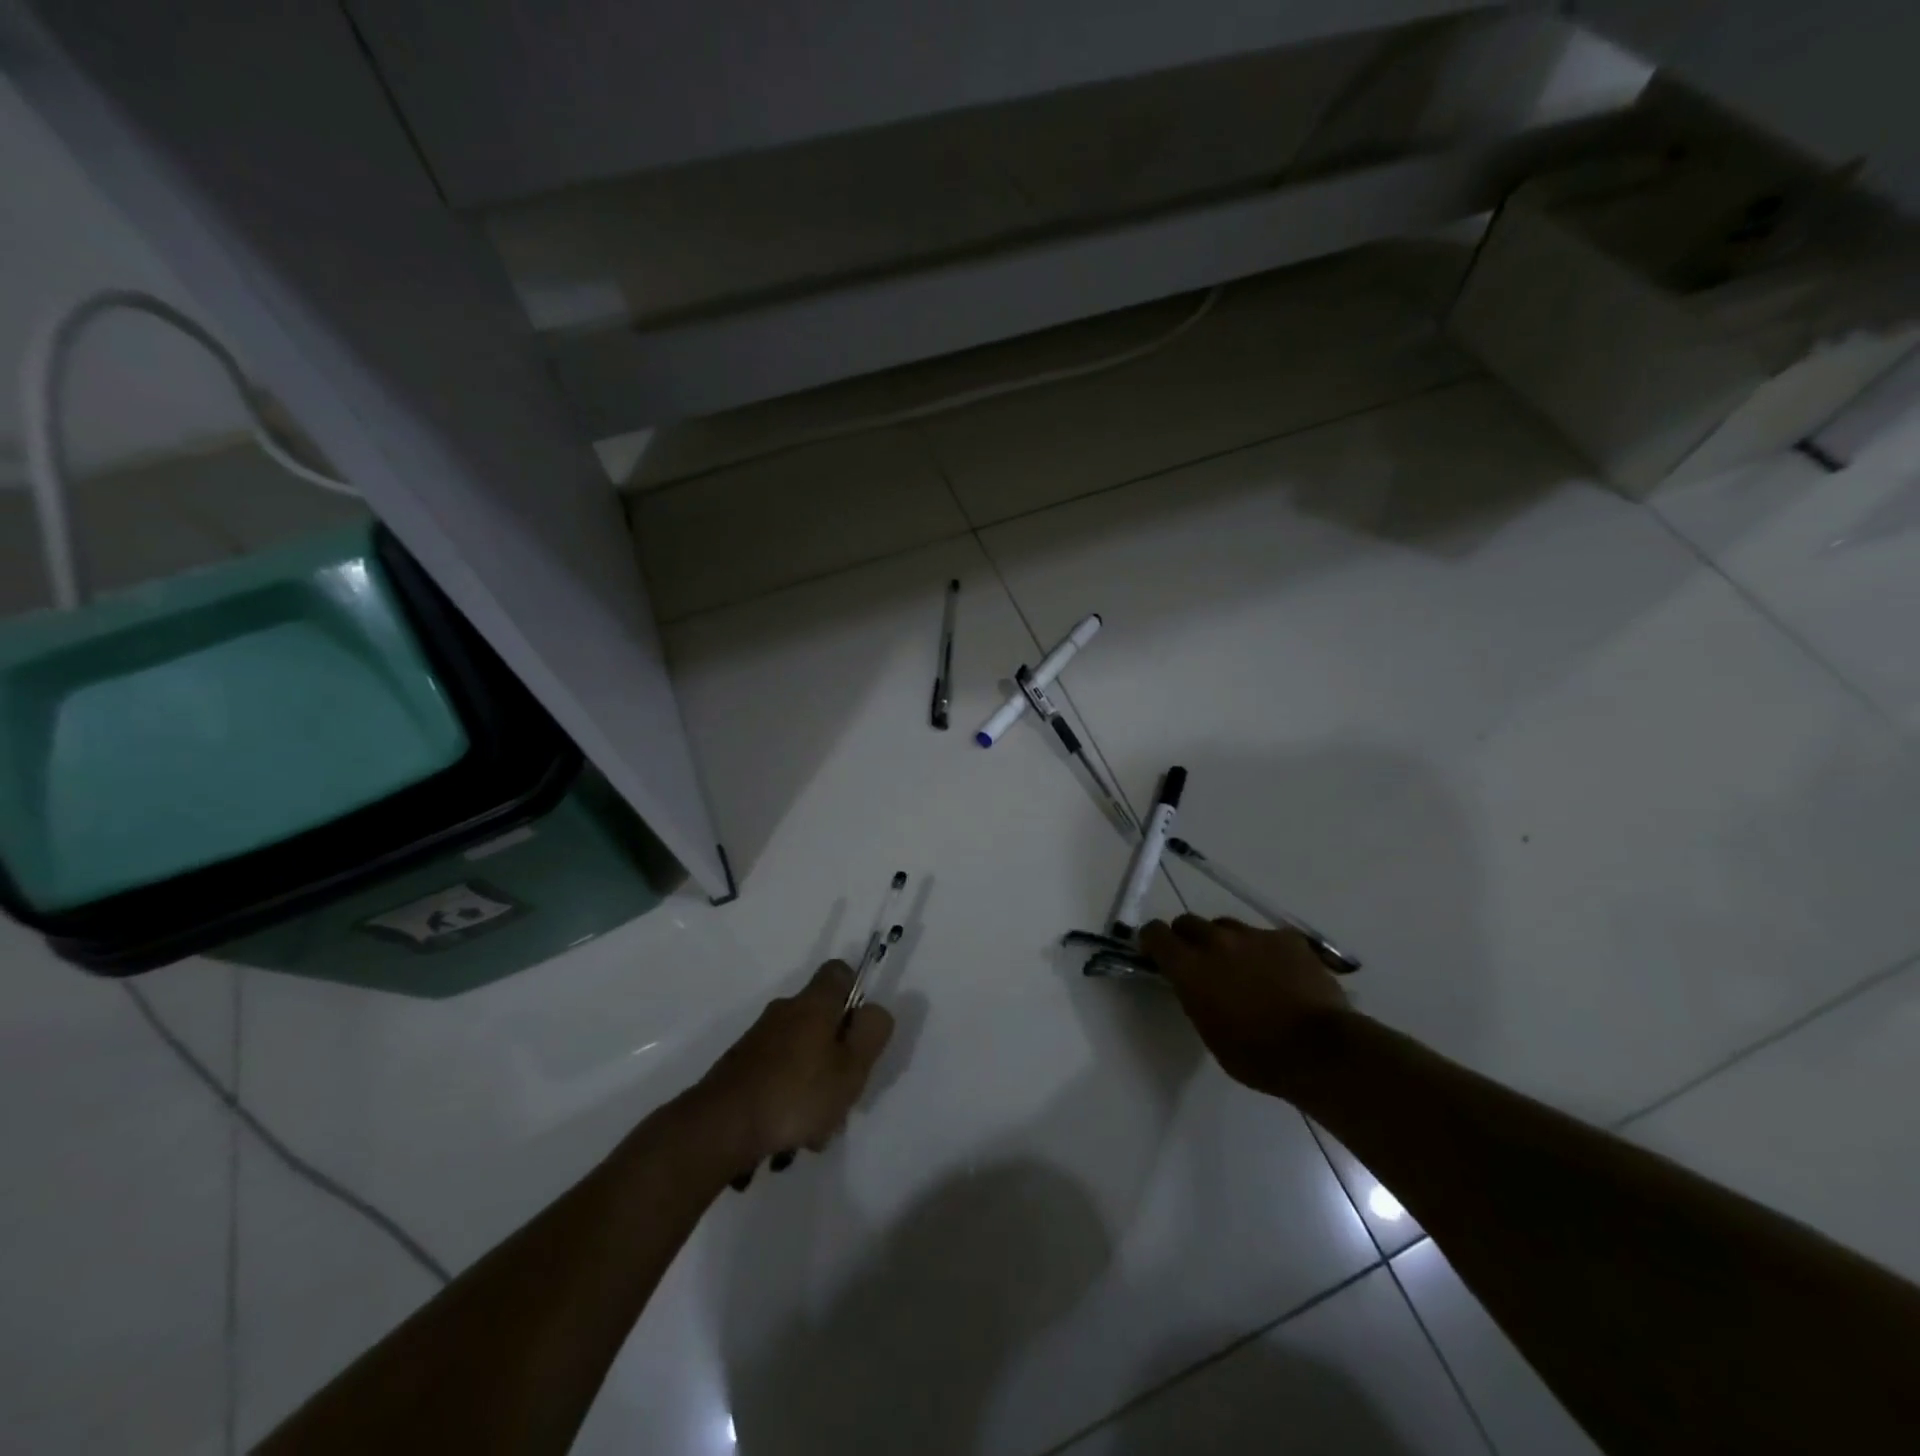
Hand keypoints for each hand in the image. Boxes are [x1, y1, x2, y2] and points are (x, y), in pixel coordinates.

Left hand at [693, 961, 893, 1167]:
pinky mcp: (741, 1067)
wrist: (719, 1126)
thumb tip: (873, 1011)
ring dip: (814, 1084)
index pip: (839, 972)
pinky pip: (778, 1074)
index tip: (861, 1029)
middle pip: (823, 1019)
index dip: (856, 992)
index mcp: (814, 1003)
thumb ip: (872, 1033)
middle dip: (838, 1054)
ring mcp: (759, 1039)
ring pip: (802, 1053)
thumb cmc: (795, 1094)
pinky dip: (789, 1098)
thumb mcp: (852, 1067)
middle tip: (844, 1093)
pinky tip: (789, 1136)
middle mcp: (785, 1011)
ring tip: (815, 1130)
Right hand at [1140, 916, 1351, 1100]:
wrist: (1320, 1050)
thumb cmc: (1256, 1055)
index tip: (1156, 952)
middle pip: (1188, 922)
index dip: (1153, 941)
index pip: (1155, 934)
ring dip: (1226, 942)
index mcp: (1190, 967)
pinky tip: (1280, 974)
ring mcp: (1254, 935)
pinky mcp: (1287, 938)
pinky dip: (1264, 950)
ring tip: (1243, 968)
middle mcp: (1216, 941)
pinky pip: (1265, 936)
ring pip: (1227, 926)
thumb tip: (1196, 984)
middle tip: (1200, 962)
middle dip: (1188, 938)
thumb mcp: (1209, 1031)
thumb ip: (1195, 996)